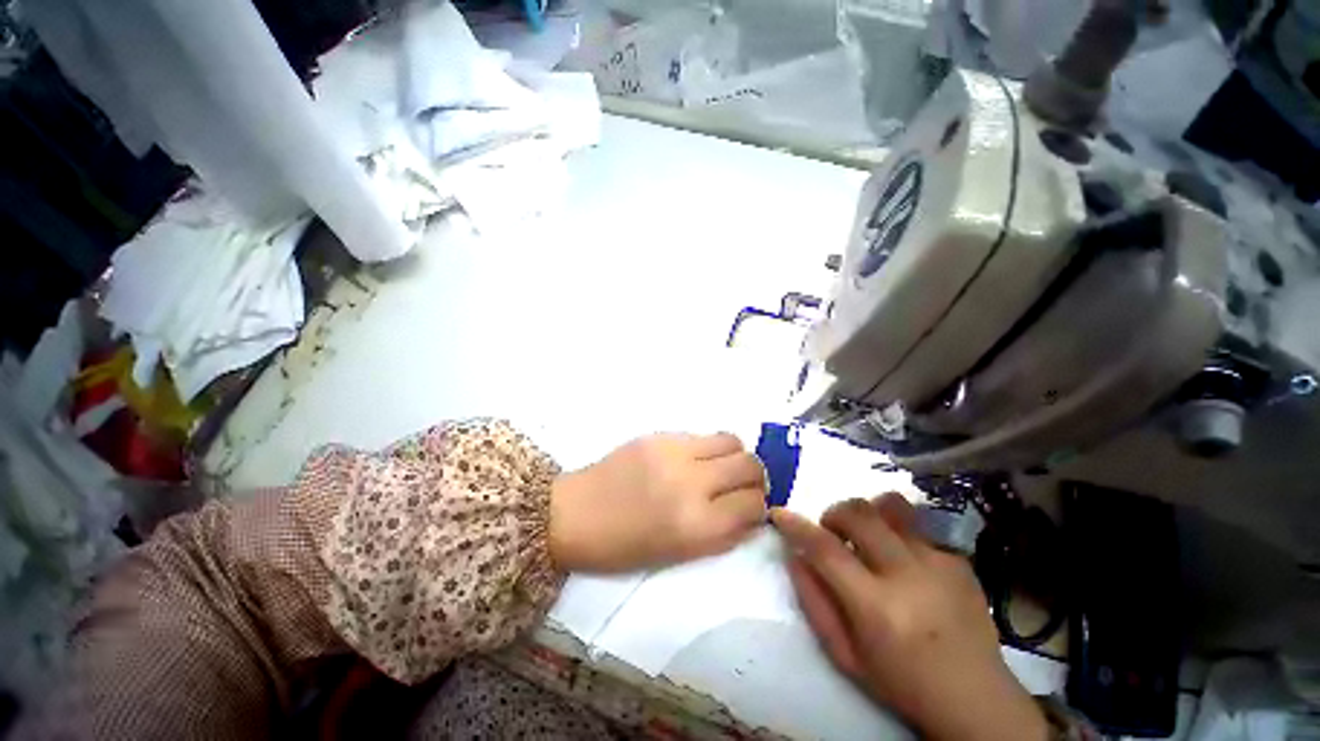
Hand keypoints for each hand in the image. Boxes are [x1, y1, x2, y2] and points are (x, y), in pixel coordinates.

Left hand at [549, 432, 766, 572]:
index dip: (760, 506)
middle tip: (742, 484)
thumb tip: (753, 513)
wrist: (576, 514)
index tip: (752, 507)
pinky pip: (702, 435)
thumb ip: (723, 533)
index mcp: (697, 526)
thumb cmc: (625, 546)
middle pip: (750, 466)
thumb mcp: (680, 554)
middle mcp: (692, 484)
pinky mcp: (660, 435)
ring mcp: (675, 453)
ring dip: (735, 455)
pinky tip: (693, 459)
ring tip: (721, 467)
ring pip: (732, 440)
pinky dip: (708, 448)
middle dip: (755, 477)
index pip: (755, 504)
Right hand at [771, 495, 1047, 740]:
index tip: (779, 513)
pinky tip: (906, 565)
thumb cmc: (901, 682)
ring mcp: (940, 564)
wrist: (977, 698)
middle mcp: (910, 576)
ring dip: (868, 514)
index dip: (796, 525)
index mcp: (877, 608)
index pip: (826, 549)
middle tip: (833, 533)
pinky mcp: (959, 560)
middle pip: (859, 513)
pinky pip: (916, 527)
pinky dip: (898, 535)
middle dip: (834, 513)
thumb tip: (794, 554)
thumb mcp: (845, 655)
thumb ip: (814, 601)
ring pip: (891, 506)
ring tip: (868, 537)